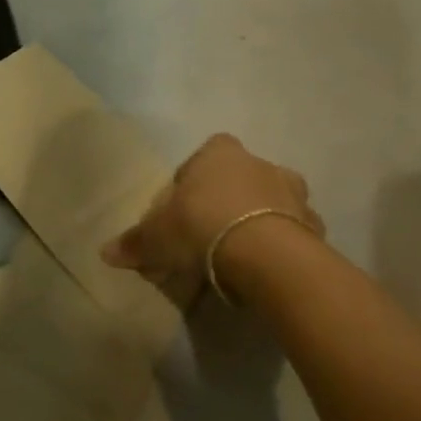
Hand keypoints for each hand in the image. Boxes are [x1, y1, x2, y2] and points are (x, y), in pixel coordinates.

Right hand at [101, 134, 323, 303]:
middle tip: (212, 229)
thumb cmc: (203, 227)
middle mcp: (260, 164)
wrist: (266, 256)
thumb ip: (135, 242)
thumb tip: (105, 253)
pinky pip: (295, 231)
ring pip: (273, 201)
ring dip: (261, 218)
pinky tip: (266, 266)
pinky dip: (283, 243)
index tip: (184, 206)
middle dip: (230, 197)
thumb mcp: (157, 236)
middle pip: (241, 176)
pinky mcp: (315, 226)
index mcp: (220, 154)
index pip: (205, 154)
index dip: (194, 178)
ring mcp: (294, 194)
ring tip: (241, 250)